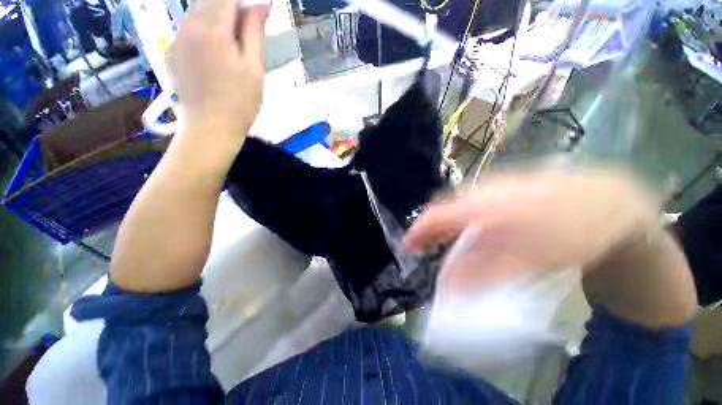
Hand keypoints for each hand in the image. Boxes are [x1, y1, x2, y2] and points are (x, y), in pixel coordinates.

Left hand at [168, 0, 268, 141]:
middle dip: (231, 5)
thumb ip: (255, 32)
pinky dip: (204, 27)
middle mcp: (189, 26)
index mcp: (213, 29)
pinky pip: (188, 27)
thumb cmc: (240, 103)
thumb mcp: (254, 68)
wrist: (209, 128)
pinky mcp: (171, 51)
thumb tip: (262, 4)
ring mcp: (176, 38)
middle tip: (249, 23)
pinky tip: (216, 50)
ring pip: (197, 10)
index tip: (255, 9)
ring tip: (234, 40)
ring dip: (217, 15)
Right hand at [405, 166, 660, 295]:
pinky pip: (473, 206)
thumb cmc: (567, 231)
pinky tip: (477, 232)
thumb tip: (451, 291)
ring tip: (448, 244)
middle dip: (431, 231)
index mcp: (479, 205)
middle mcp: (478, 194)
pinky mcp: (502, 191)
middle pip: (442, 211)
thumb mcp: (525, 260)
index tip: (410, 247)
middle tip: (428, 249)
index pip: (434, 216)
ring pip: (457, 208)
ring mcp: (490, 190)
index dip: (418, 232)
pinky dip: (466, 222)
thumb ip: (483, 273)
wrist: (605, 200)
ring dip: (448, 227)